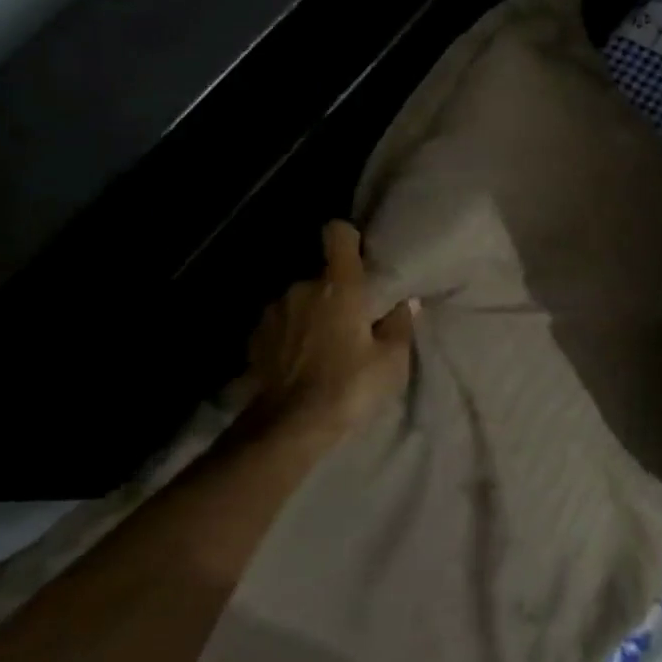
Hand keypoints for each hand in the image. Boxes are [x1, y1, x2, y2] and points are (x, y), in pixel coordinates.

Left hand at [245, 220, 414, 441]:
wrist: (290, 426)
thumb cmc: (350, 386)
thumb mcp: (391, 360)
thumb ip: (400, 325)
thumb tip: (406, 303)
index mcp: (339, 286)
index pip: (338, 235)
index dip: (349, 238)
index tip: (359, 256)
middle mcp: (302, 288)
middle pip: (323, 276)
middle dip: (337, 295)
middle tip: (353, 326)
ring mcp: (274, 312)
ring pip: (302, 301)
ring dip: (313, 315)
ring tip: (326, 348)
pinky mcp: (255, 338)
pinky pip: (282, 324)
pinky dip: (292, 335)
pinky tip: (302, 363)